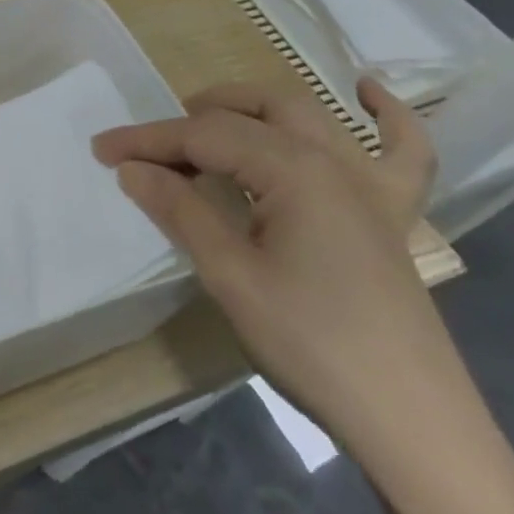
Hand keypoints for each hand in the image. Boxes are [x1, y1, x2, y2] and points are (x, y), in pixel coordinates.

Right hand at [92, 79, 449, 453]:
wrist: (412, 423)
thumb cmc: (312, 343)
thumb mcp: (231, 276)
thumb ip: (181, 211)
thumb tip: (132, 169)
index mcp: (291, 169)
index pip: (203, 137)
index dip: (147, 141)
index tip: (101, 149)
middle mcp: (332, 160)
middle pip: (251, 111)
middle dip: (194, 118)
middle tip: (152, 148)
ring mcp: (369, 184)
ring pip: (308, 115)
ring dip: (255, 106)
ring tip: (213, 115)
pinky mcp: (393, 215)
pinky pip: (404, 151)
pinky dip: (389, 116)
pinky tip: (367, 90)